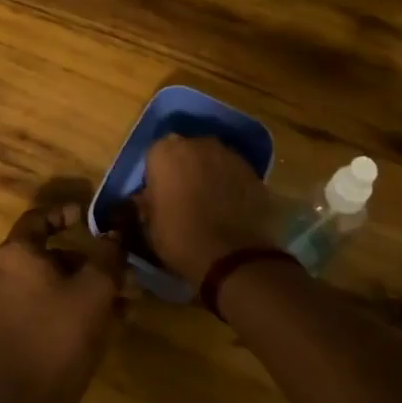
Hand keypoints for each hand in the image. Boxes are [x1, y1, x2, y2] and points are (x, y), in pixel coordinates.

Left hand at [0, 203, 124, 402]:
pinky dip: (70, 303)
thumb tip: (116, 230)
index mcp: (14, 254)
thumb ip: (107, 252)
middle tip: (117, 265)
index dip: (68, 213)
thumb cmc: (63, 333)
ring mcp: (1, 303)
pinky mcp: (8, 330)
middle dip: (86, 257)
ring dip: (84, 282)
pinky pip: (42, 303)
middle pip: (47, 251)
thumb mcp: (96, 287)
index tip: (95, 220)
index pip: (39, 217)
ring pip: (48, 280)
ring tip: (122, 298)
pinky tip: (107, 320)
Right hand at [138, 135, 278, 283]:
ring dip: (210, 176)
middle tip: (184, 198)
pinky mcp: (255, 172)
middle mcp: (198, 144)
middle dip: (185, 170)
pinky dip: (231, 186)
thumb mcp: (150, 226)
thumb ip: (146, 203)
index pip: (155, 155)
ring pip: (213, 161)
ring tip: (210, 205)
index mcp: (166, 152)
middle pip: (187, 152)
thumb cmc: (181, 239)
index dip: (157, 176)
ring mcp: (230, 155)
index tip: (159, 197)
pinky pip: (235, 175)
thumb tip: (146, 197)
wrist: (235, 258)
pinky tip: (231, 210)